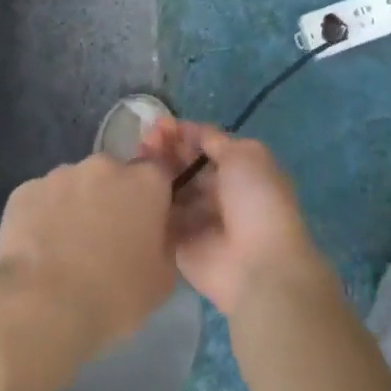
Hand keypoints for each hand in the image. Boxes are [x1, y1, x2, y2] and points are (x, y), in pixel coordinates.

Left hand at [0, 154, 178, 358]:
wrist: (41, 308)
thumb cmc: (113, 295)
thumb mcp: (162, 280)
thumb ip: (166, 241)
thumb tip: (159, 229)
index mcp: (146, 181)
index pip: (158, 175)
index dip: (152, 199)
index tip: (145, 226)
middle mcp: (105, 165)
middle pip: (114, 176)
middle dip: (112, 200)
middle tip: (104, 241)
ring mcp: (61, 174)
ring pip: (75, 185)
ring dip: (76, 206)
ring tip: (65, 250)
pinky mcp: (25, 190)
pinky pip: (41, 199)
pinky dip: (42, 217)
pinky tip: (37, 251)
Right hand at [141, 122, 331, 318]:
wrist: (257, 264)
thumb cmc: (256, 200)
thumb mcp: (244, 154)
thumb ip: (215, 140)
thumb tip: (191, 131)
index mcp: (239, 169)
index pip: (205, 145)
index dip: (183, 133)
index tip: (159, 125)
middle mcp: (218, 192)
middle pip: (185, 165)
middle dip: (166, 150)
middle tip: (144, 141)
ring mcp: (197, 219)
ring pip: (170, 189)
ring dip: (154, 173)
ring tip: (135, 160)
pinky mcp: (179, 245)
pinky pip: (160, 219)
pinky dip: (148, 204)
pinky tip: (133, 188)